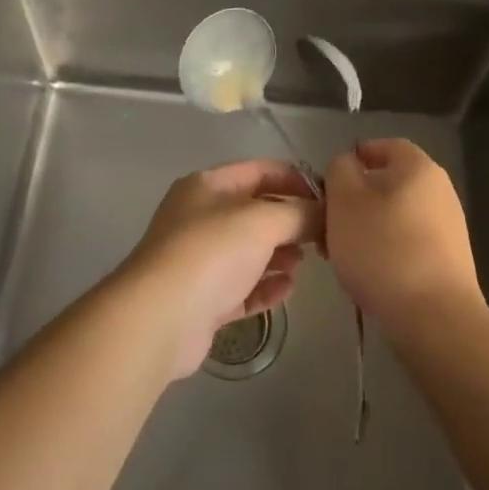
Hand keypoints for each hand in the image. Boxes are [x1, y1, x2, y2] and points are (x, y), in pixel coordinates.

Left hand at [120, 159, 322, 380]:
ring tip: (302, 263)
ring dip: (279, 255)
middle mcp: (200, 217)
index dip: (296, 180)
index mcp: (208, 186)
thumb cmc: (211, 253)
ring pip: (248, 251)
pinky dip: (264, 286)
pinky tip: (287, 289)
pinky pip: (241, 288)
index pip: (260, 171)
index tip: (329, 199)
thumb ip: (300, 213)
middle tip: (323, 237)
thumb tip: (324, 214)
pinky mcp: (201, 300)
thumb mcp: (263, 221)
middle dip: (289, 221)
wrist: (159, 318)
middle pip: (255, 212)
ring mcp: (198, 260)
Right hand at [322, 138, 483, 327]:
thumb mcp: (344, 200)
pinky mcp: (449, 263)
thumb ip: (339, 171)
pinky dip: (386, 251)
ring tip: (341, 254)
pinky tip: (368, 275)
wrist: (435, 319)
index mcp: (419, 168)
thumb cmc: (383, 249)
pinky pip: (409, 244)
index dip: (357, 156)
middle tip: (328, 222)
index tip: (331, 180)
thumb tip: (348, 165)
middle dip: (356, 199)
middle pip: (390, 184)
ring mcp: (449, 229)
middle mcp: (440, 191)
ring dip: (367, 228)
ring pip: (396, 216)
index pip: (387, 146)